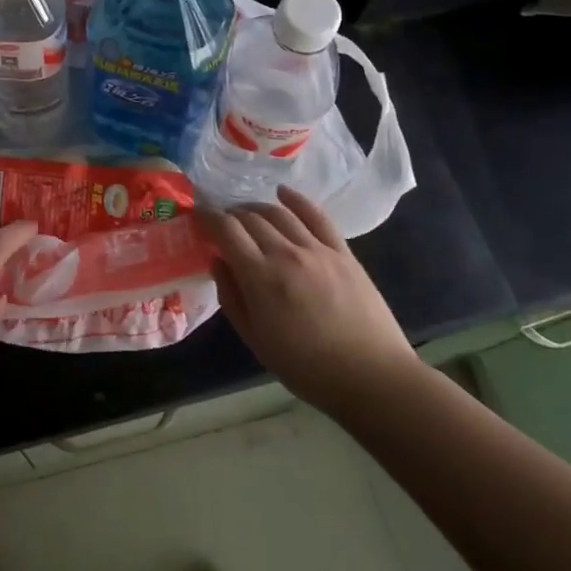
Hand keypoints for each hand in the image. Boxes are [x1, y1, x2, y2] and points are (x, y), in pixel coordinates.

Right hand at [199, 185, 414, 415]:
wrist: (372, 378)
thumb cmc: (307, 369)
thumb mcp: (256, 341)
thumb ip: (231, 298)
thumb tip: (217, 262)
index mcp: (261, 278)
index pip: (226, 230)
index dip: (208, 217)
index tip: (198, 216)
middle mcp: (286, 253)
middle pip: (251, 217)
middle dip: (230, 214)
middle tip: (222, 222)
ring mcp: (318, 249)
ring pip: (279, 213)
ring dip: (257, 208)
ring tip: (247, 214)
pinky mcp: (343, 252)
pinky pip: (317, 216)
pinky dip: (296, 200)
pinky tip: (284, 193)